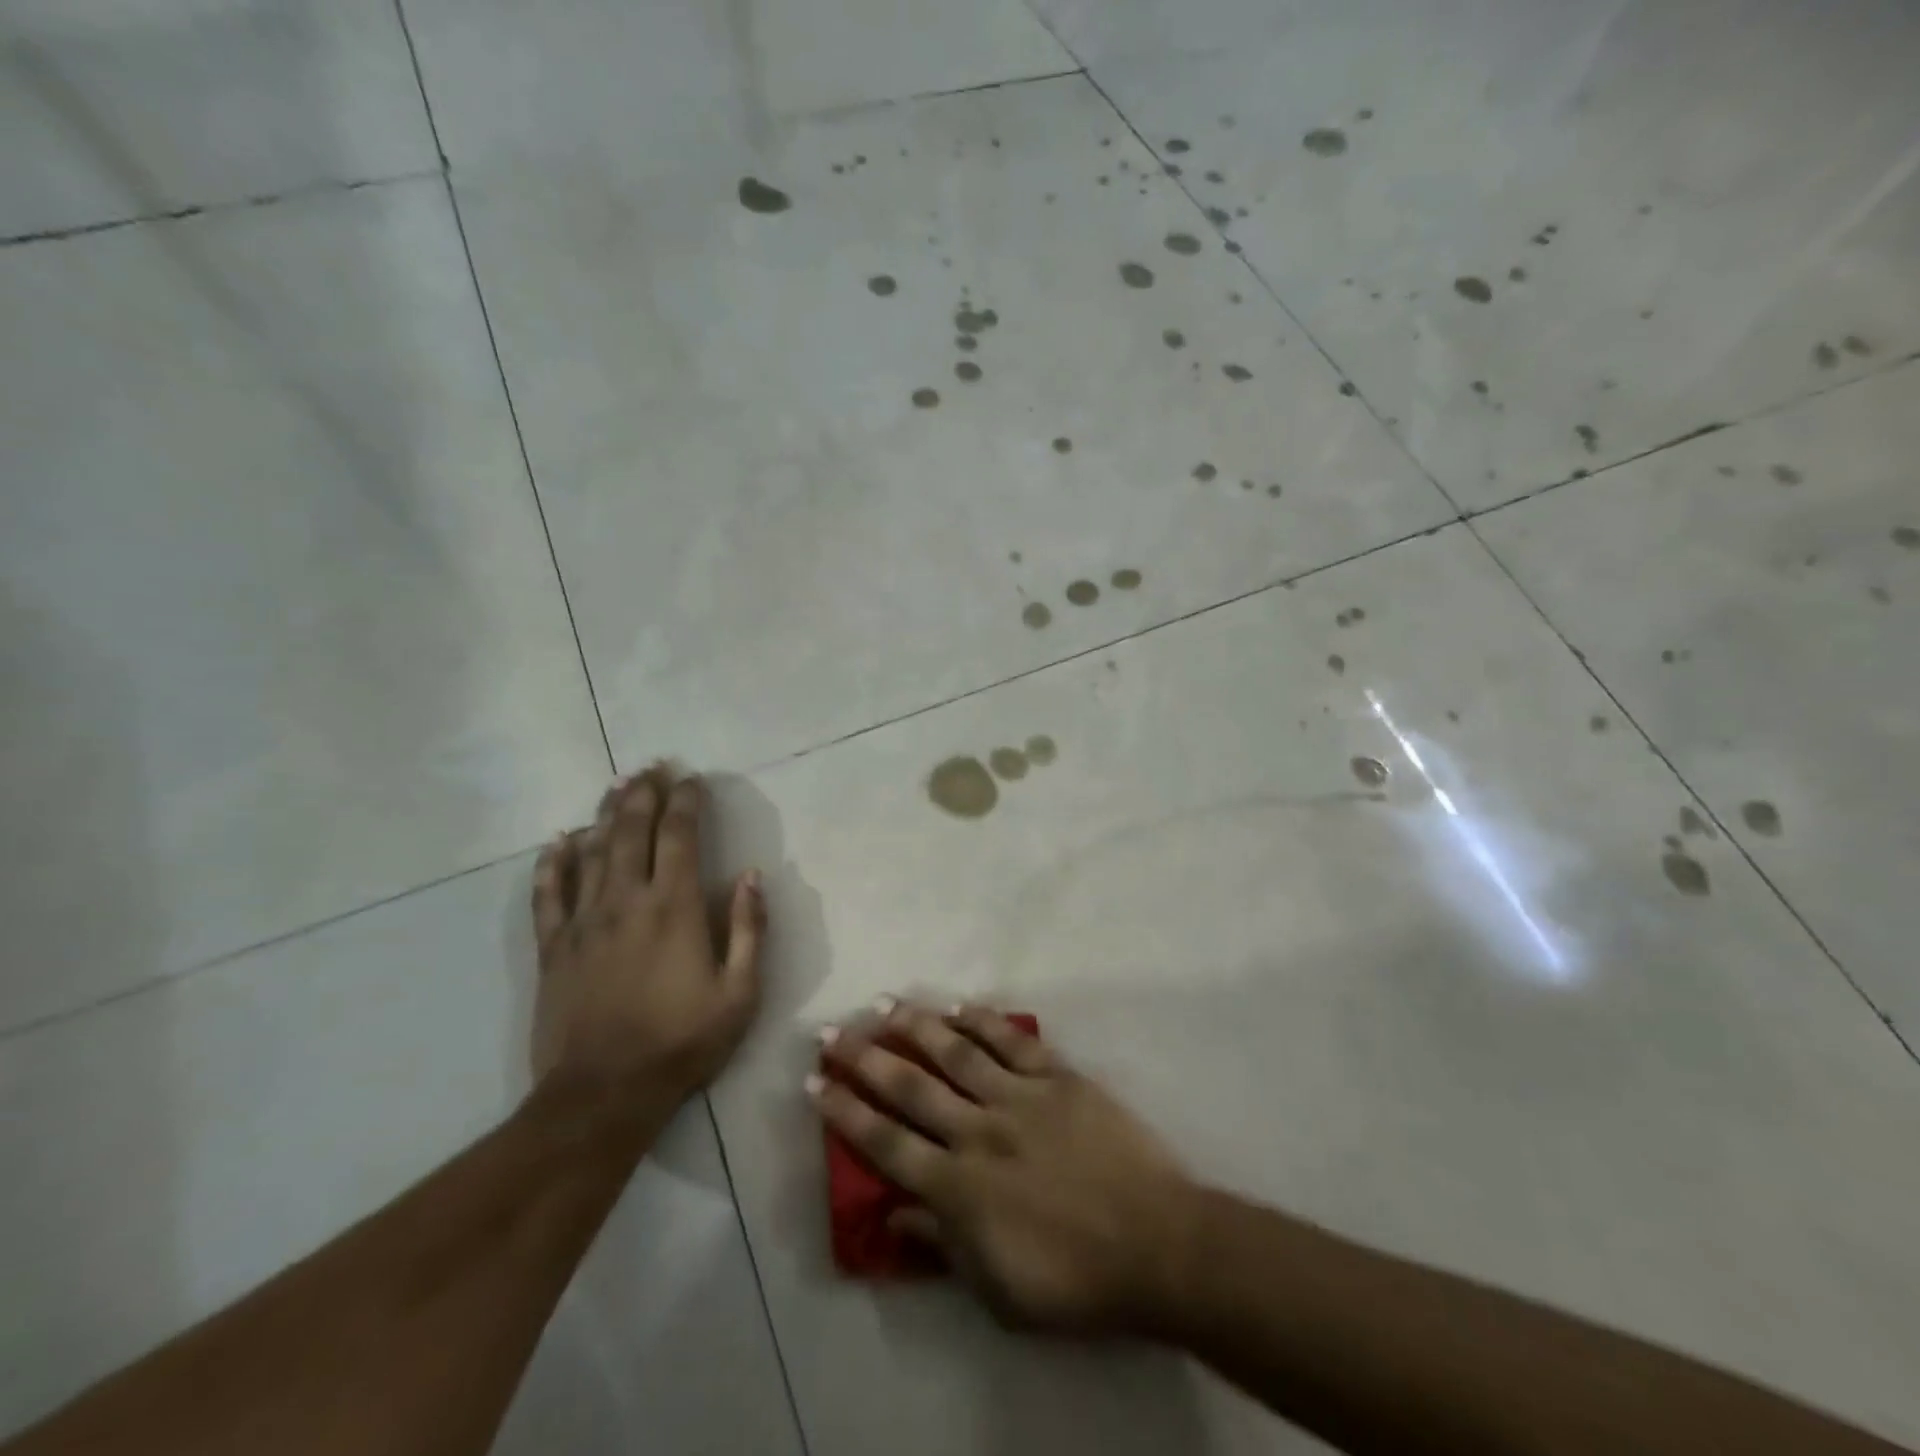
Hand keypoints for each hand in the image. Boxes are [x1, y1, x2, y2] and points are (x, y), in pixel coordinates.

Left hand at [531, 767, 764, 1103]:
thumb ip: (748, 929)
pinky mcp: (553, 947)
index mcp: (673, 907)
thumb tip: (751, 876)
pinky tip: (559, 840)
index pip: (678, 835)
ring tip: (618, 786)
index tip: (692, 779)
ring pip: (591, 851)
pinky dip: (553, 862)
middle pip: (630, 830)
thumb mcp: (739, 993)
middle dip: (644, 793)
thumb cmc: (682, 1042)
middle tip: (652, 767)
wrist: (603, 1094)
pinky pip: (548, 893)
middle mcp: (625, 900)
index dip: (685, 801)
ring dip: (606, 813)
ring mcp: (583, 922)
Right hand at [810, 999, 1193, 1332]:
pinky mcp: (1058, 1077)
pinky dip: (984, 1020)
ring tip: (884, 1004)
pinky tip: (960, 1006)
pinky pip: (1013, 1042)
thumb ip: (942, 1244)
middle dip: (866, 1058)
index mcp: (959, 1187)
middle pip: (911, 1087)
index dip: (847, 1112)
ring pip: (956, 1052)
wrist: (1155, 1244)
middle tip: (832, 1032)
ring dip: (917, 1026)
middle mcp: (979, 1131)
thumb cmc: (1074, 1280)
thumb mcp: (997, 1288)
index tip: (816, 1083)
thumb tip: (893, 1212)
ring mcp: (1019, 1097)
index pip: (887, 1143)